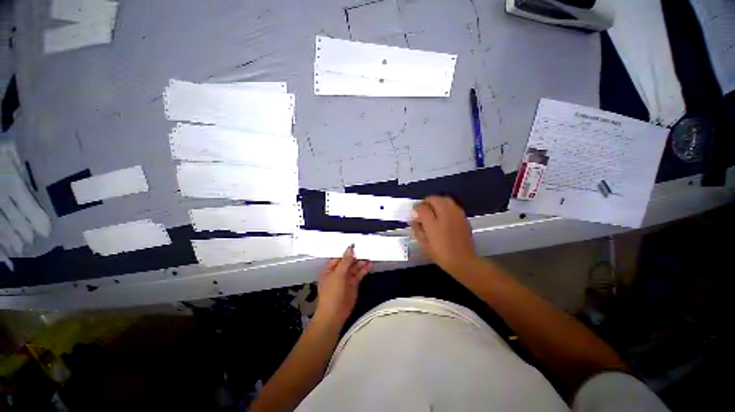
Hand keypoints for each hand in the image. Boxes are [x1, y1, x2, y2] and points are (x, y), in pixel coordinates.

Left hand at [315, 245, 373, 324]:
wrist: (334, 314)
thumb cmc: (332, 293)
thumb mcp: (338, 274)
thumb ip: (345, 261)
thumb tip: (350, 248)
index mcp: (330, 269)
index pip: (339, 256)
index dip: (347, 250)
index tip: (356, 244)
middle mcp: (338, 273)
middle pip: (348, 261)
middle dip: (356, 256)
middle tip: (366, 248)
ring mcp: (346, 279)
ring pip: (355, 267)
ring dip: (362, 262)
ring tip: (370, 255)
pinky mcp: (354, 285)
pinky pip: (359, 274)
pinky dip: (365, 269)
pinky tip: (370, 264)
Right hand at [411, 196, 477, 274]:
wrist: (463, 261)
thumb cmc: (440, 254)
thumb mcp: (423, 244)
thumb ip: (417, 229)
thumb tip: (415, 219)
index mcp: (433, 223)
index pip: (422, 207)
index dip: (416, 207)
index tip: (415, 210)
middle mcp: (445, 215)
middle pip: (434, 199)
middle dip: (427, 201)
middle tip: (423, 208)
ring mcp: (456, 215)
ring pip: (445, 199)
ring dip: (437, 201)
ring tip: (433, 209)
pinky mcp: (463, 217)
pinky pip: (453, 205)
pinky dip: (446, 206)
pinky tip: (444, 214)